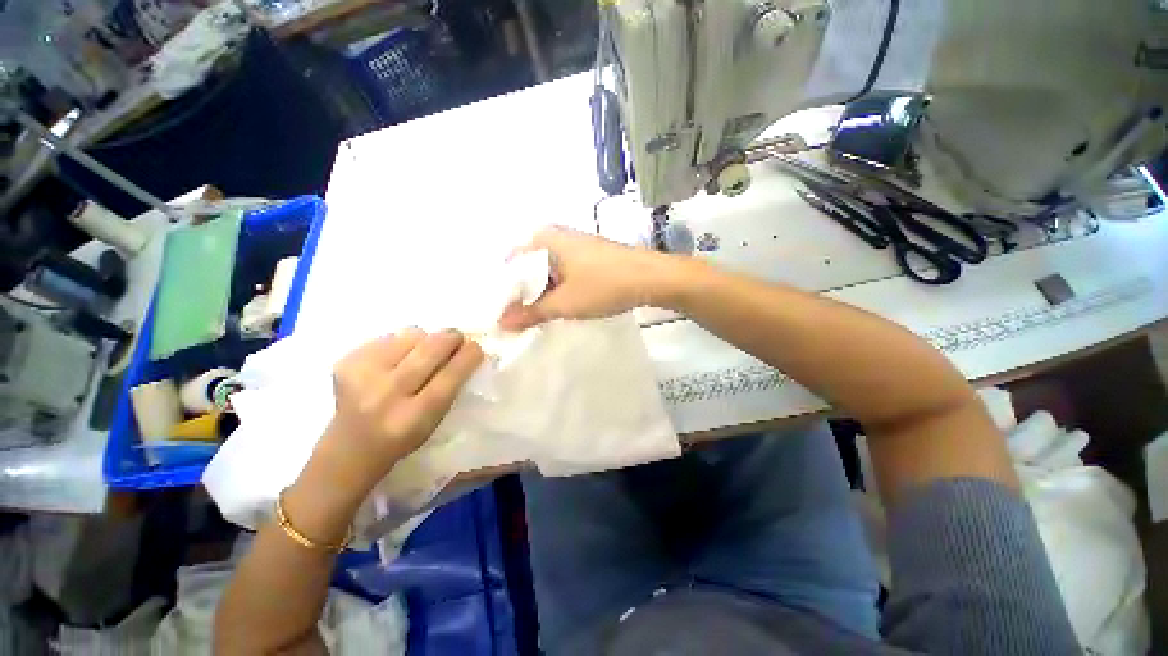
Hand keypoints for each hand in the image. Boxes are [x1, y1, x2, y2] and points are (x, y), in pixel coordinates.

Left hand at [316, 328, 483, 489]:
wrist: (350, 448)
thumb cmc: (403, 437)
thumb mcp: (434, 422)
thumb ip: (450, 387)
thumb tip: (465, 349)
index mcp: (411, 418)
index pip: (448, 378)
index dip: (466, 358)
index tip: (477, 347)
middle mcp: (384, 396)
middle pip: (429, 351)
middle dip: (450, 338)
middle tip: (457, 338)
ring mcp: (361, 376)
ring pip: (410, 336)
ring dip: (425, 339)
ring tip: (422, 353)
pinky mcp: (347, 362)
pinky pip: (389, 336)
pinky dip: (402, 342)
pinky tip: (397, 359)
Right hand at [498, 227, 677, 330]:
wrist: (651, 277)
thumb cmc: (604, 286)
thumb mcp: (564, 303)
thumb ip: (531, 313)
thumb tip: (501, 323)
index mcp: (543, 239)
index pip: (510, 264)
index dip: (505, 290)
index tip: (504, 313)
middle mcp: (555, 235)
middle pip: (528, 266)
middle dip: (523, 292)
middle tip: (519, 318)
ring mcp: (574, 243)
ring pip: (546, 269)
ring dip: (541, 291)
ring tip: (537, 315)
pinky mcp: (588, 253)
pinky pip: (562, 270)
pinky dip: (557, 286)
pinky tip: (560, 303)